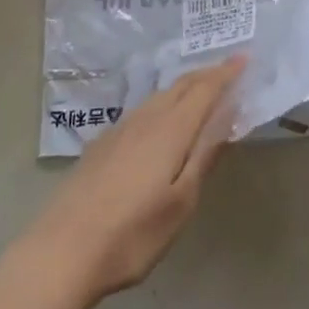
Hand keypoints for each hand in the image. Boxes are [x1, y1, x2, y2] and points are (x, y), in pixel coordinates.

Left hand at [31, 57, 244, 301]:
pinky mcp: (103, 143)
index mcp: (170, 129)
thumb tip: (228, 115)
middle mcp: (147, 118)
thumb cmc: (132, 234)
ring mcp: (121, 128)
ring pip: (161, 95)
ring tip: (201, 91)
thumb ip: (204, 155)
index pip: (204, 89)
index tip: (245, 57)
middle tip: (228, 71)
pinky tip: (161, 120)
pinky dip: (164, 103)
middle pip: (182, 85)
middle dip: (207, 75)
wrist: (62, 251)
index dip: (226, 72)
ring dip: (185, 87)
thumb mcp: (180, 203)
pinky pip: (144, 109)